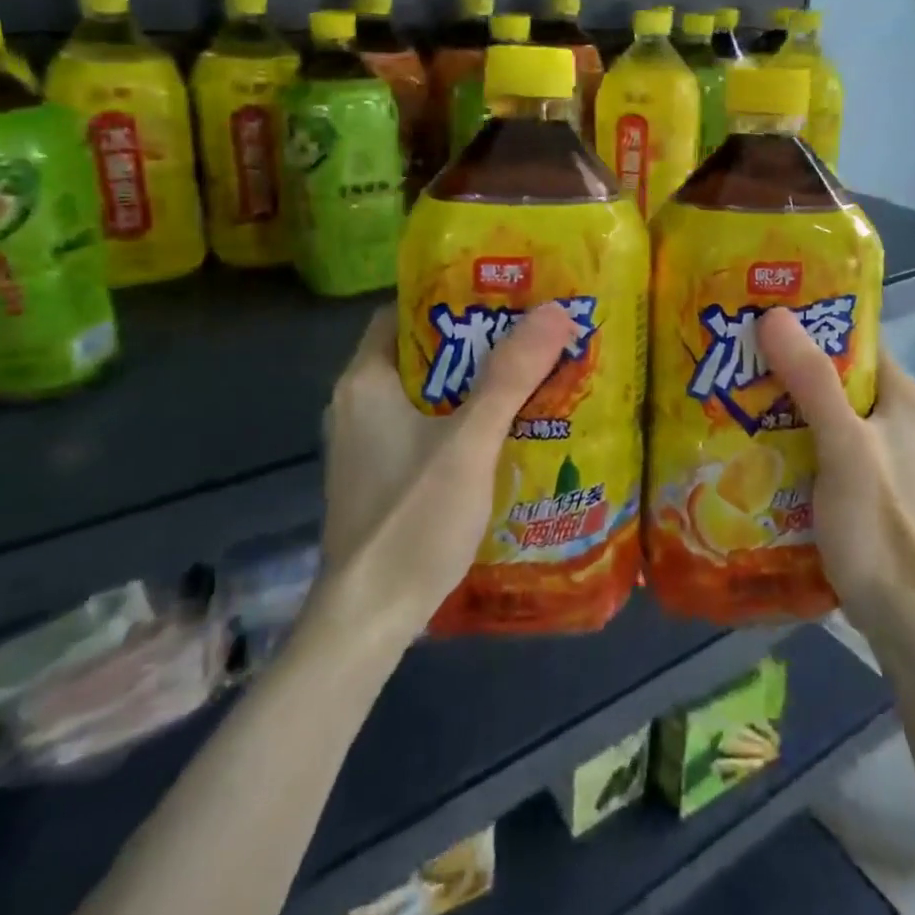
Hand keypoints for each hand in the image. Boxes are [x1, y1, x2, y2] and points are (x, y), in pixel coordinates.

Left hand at [304, 302, 581, 647]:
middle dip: (476, 342)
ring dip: (473, 384)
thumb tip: (557, 310)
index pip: (404, 312)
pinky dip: (461, 420)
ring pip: (428, 394)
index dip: (452, 297)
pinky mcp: (381, 477)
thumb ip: (511, 376)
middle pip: (423, 353)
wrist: (369, 620)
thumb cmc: (411, 518)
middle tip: (531, 334)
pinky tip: (505, 430)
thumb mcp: (469, 442)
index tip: (504, 294)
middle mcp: (358, 404)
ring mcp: (367, 444)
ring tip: (530, 375)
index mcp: (366, 381)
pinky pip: (426, 428)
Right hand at [755, 308, 914, 637]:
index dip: (808, 321)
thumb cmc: (877, 522)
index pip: (852, 338)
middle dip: (784, 363)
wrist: (899, 614)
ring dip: (779, 401)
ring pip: (819, 409)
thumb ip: (812, 381)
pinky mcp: (856, 481)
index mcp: (903, 396)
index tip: (757, 312)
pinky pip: (815, 441)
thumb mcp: (843, 444)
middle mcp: (892, 415)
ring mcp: (875, 451)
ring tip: (727, 387)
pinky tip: (746, 436)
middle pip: (832, 373)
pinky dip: (785, 434)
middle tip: (731, 352)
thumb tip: (773, 314)